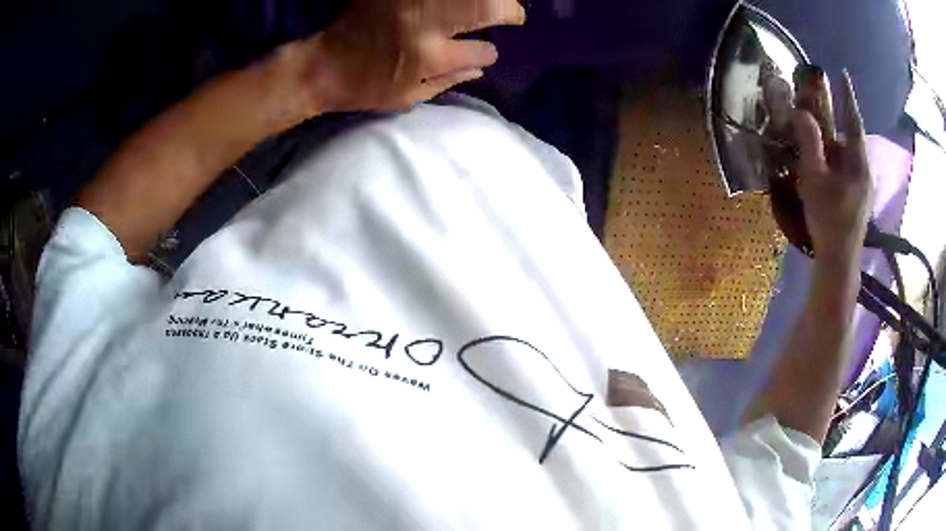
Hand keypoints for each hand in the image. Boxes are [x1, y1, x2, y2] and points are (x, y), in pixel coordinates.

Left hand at [295, 0, 525, 113]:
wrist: (319, 67)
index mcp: (429, 57)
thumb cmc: (363, 88)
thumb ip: (447, 81)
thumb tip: (482, 68)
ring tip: (494, 4)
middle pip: (482, 8)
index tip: (487, 51)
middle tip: (513, 13)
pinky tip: (453, 3)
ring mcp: (409, 3)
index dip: (488, 53)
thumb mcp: (407, 97)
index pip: (481, 52)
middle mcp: (424, 25)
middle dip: (507, 10)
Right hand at [792, 71, 873, 263]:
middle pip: (849, 140)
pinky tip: (824, 172)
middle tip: (816, 121)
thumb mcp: (815, 178)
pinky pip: (847, 171)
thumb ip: (810, 142)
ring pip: (848, 157)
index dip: (848, 97)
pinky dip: (835, 164)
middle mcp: (865, 171)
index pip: (853, 121)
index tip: (843, 74)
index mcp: (859, 163)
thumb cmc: (829, 219)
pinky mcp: (859, 200)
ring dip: (833, 149)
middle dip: (833, 128)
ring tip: (815, 152)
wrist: (839, 262)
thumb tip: (801, 112)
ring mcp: (864, 188)